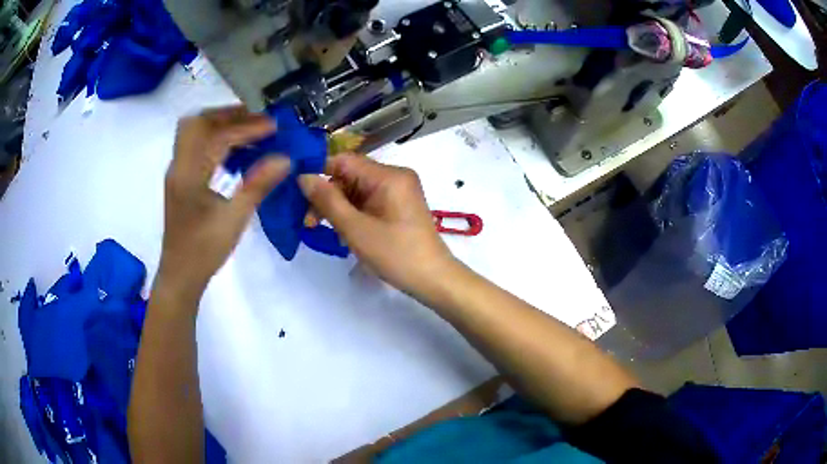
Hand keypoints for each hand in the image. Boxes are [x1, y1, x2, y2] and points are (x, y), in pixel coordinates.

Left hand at [158, 106, 290, 302]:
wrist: (180, 275)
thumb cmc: (204, 250)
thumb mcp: (235, 219)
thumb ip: (258, 184)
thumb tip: (286, 158)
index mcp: (189, 174)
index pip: (217, 136)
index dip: (247, 127)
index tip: (273, 127)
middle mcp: (179, 166)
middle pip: (198, 122)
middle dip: (228, 114)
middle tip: (256, 119)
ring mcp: (177, 172)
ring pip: (194, 132)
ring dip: (219, 124)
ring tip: (248, 128)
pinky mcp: (180, 179)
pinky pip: (195, 146)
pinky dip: (214, 139)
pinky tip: (233, 150)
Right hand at [298, 154, 456, 294]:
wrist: (433, 279)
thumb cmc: (395, 254)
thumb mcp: (355, 228)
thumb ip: (327, 201)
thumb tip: (303, 177)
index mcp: (388, 175)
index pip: (344, 160)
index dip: (318, 171)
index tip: (297, 191)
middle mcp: (395, 176)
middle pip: (350, 176)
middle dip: (327, 196)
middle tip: (308, 221)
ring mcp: (398, 191)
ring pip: (357, 190)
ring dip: (337, 207)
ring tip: (320, 229)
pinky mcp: (398, 206)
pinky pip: (368, 201)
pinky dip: (352, 213)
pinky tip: (342, 231)